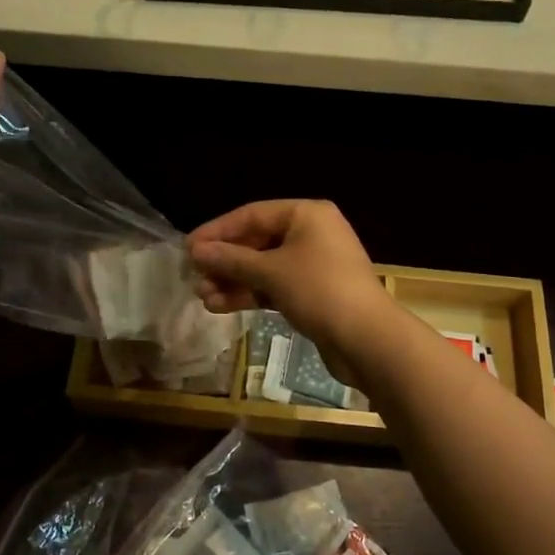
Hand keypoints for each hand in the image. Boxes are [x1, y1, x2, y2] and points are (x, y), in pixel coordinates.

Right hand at [187, 200, 397, 381]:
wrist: (367, 339)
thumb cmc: (319, 290)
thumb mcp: (270, 272)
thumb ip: (231, 260)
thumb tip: (196, 252)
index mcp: (307, 214)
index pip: (252, 214)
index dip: (217, 231)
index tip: (188, 248)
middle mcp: (312, 233)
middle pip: (258, 241)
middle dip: (225, 261)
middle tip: (194, 277)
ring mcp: (314, 264)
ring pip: (264, 267)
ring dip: (234, 280)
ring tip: (203, 297)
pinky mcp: (314, 293)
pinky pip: (275, 286)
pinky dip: (251, 294)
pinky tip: (222, 306)